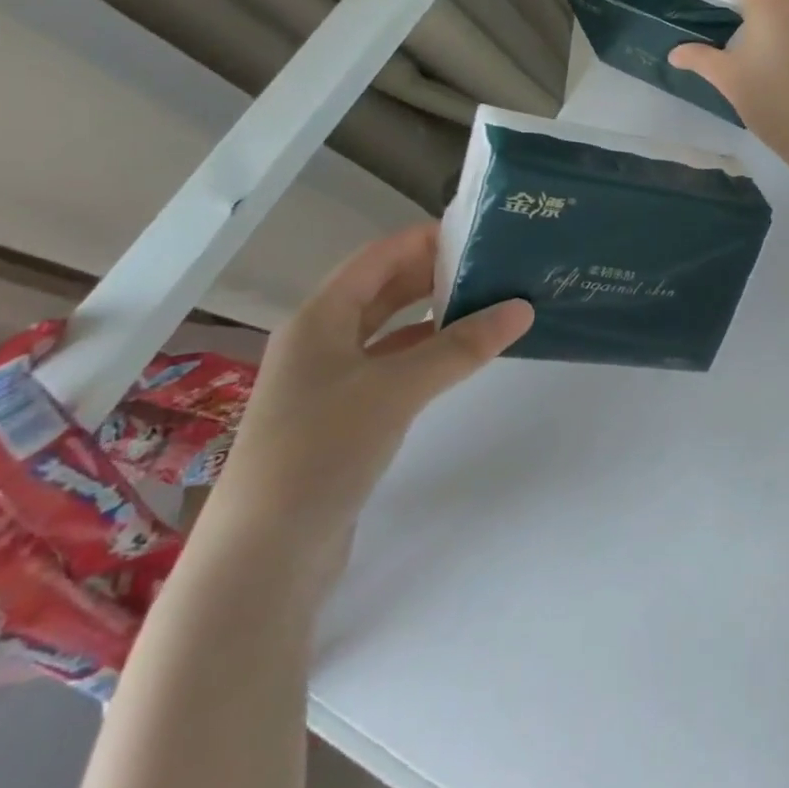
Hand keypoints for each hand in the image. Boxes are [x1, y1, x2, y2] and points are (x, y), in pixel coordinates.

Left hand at [206, 225, 531, 564]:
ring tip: (489, 302)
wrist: (265, 556)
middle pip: (383, 290)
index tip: (478, 231)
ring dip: (434, 314)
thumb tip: (523, 308)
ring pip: (390, 330)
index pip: (378, 257)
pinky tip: (461, 356)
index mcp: (319, 319)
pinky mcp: (344, 418)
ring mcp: (330, 382)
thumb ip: (461, 346)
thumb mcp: (397, 388)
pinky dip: (427, 353)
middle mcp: (320, 341)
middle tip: (493, 264)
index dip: (425, 238)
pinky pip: (393, 367)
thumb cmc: (321, 450)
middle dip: (434, 273)